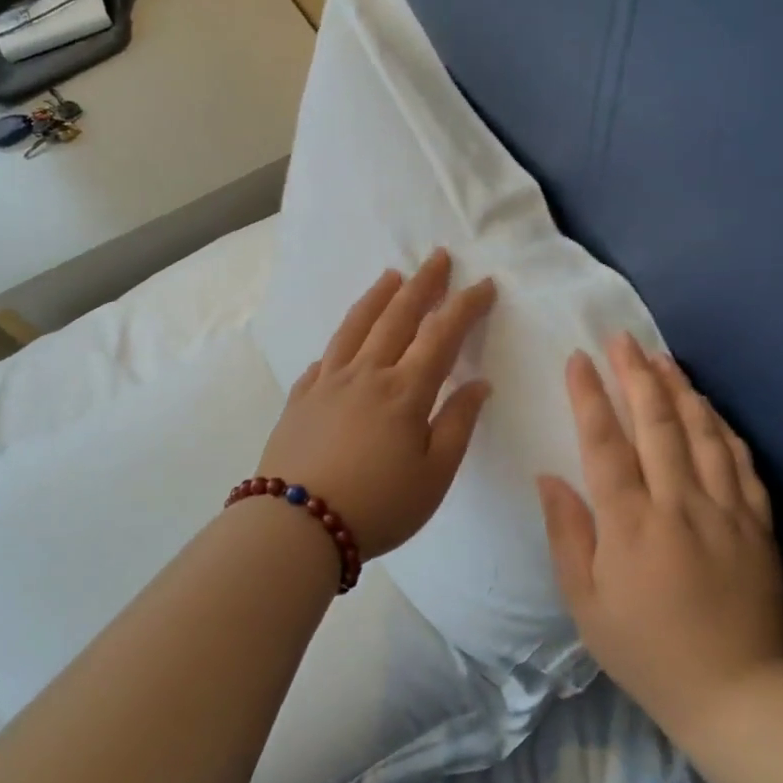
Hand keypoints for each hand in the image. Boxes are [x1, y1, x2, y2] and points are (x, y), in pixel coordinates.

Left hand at [256, 249, 495, 558]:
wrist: (297, 525)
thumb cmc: (379, 505)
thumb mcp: (434, 476)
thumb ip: (458, 424)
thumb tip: (479, 383)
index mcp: (405, 391)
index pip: (442, 335)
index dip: (466, 307)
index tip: (484, 285)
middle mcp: (367, 373)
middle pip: (398, 316)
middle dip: (423, 284)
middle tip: (438, 257)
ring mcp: (328, 381)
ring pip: (357, 326)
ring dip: (378, 297)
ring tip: (392, 276)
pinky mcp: (301, 397)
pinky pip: (325, 356)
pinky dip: (341, 339)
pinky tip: (345, 339)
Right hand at [537, 331, 782, 738]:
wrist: (736, 694)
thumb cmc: (646, 650)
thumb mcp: (585, 603)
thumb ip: (566, 534)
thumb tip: (549, 477)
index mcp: (631, 525)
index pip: (606, 444)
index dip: (590, 397)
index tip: (578, 359)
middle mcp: (679, 505)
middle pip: (657, 424)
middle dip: (636, 375)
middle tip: (623, 339)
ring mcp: (726, 511)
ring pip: (702, 433)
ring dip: (680, 390)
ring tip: (662, 358)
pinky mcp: (757, 524)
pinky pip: (741, 463)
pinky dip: (722, 428)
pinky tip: (709, 409)